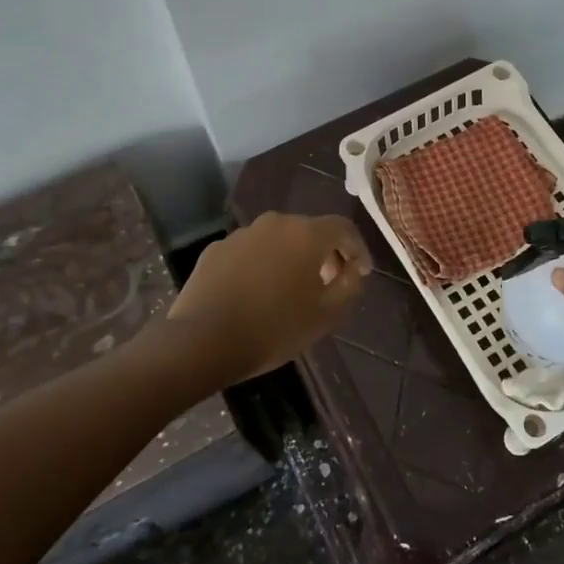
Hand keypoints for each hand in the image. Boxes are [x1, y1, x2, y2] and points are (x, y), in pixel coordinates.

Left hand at [168, 212, 371, 385]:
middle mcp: (275, 223)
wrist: (202, 341)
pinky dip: (262, 265)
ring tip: (291, 290)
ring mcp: (242, 234)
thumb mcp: (326, 315)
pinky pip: (251, 252)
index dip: (357, 249)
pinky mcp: (216, 249)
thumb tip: (354, 270)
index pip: (343, 229)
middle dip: (325, 254)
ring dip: (291, 258)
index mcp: (306, 234)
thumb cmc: (273, 328)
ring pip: (278, 240)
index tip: (361, 273)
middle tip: (329, 283)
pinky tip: (256, 293)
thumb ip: (349, 286)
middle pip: (310, 231)